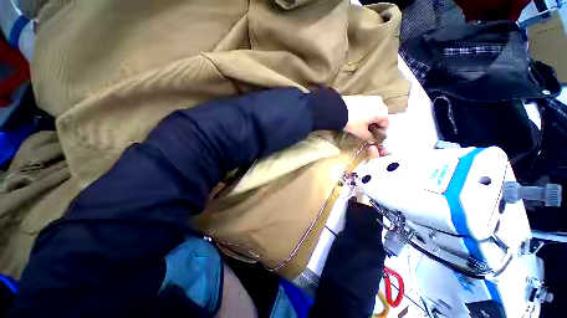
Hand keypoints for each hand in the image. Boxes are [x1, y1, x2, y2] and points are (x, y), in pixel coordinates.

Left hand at [342, 95, 388, 157]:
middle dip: (372, 126)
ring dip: (367, 120)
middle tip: (363, 132)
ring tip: (358, 126)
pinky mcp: (361, 96)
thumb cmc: (352, 121)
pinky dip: (362, 114)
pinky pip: (365, 107)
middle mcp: (380, 102)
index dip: (379, 133)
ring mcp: (370, 98)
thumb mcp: (361, 132)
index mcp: (383, 111)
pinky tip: (354, 119)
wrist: (337, 109)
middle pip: (379, 117)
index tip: (371, 137)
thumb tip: (372, 140)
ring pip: (372, 112)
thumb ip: (369, 137)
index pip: (385, 125)